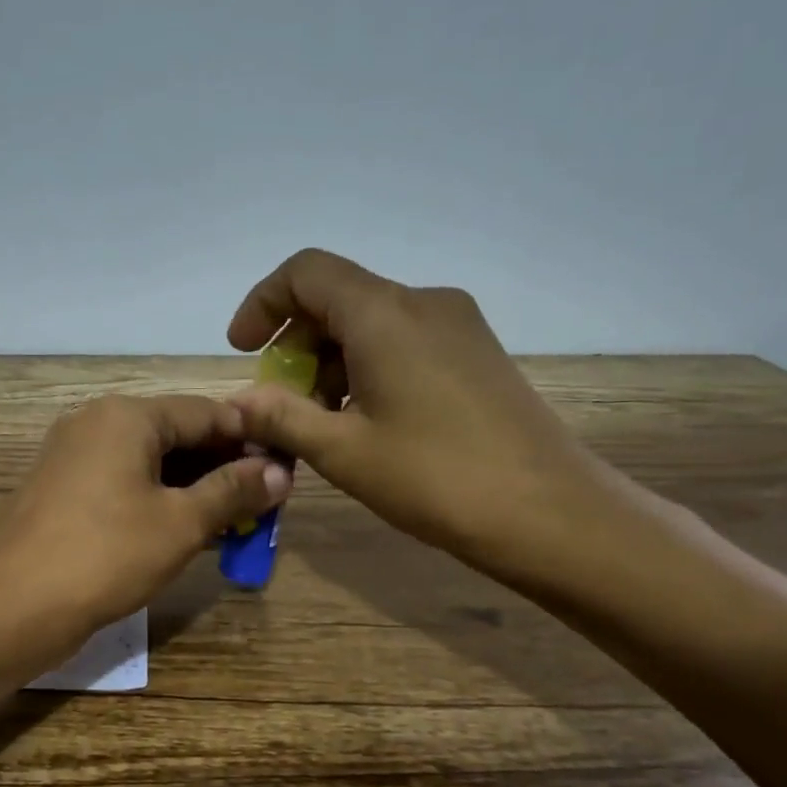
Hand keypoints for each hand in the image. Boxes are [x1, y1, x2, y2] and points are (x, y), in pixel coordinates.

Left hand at [0, 395, 290, 644]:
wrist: (12, 608)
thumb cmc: (105, 556)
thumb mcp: (180, 523)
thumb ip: (232, 491)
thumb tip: (279, 472)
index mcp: (126, 416)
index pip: (206, 413)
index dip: (250, 440)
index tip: (286, 471)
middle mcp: (96, 423)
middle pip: (177, 434)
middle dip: (222, 467)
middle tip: (264, 503)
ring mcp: (73, 457)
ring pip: (150, 462)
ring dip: (193, 488)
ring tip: (233, 522)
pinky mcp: (62, 491)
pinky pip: (124, 483)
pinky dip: (158, 501)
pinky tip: (186, 530)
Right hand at [227, 249, 622, 579]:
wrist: (549, 513)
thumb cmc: (435, 478)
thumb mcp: (343, 451)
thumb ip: (281, 417)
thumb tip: (237, 401)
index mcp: (384, 314)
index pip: (306, 273)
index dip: (263, 303)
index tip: (244, 351)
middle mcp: (423, 303)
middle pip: (338, 298)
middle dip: (295, 344)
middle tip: (279, 403)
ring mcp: (457, 325)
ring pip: (370, 323)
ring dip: (330, 362)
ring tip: (319, 424)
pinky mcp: (476, 352)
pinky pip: (403, 341)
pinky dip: (366, 368)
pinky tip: (364, 422)